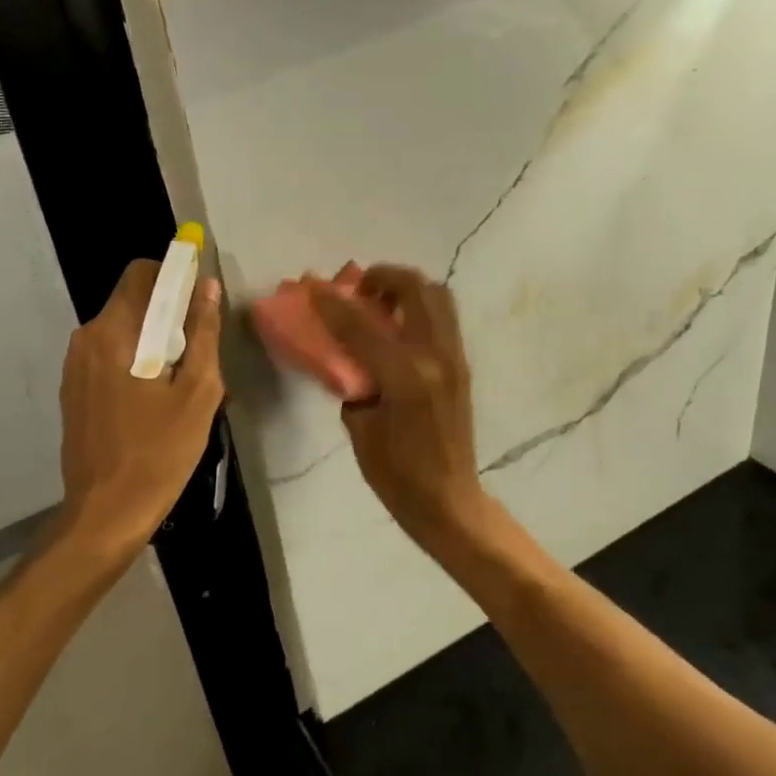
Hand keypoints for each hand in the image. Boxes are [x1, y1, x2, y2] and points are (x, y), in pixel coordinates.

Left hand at [57, 258, 223, 561]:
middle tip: (196, 355)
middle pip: (132, 301)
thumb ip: (204, 333)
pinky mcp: (73, 389)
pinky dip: (133, 361)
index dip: (173, 277)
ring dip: (152, 341)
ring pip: (122, 330)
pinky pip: (109, 355)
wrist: (106, 513)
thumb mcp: (198, 392)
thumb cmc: (159, 452)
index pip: (141, 273)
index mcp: (115, 332)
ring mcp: (75, 365)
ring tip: (178, 384)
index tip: (198, 305)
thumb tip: (207, 287)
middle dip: (167, 315)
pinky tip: (151, 401)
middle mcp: (87, 338)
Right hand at [308, 266, 493, 554]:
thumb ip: (354, 381)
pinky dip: (419, 307)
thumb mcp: (360, 428)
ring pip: (437, 295)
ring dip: (406, 288)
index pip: (362, 325)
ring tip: (380, 302)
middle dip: (383, 277)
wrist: (448, 499)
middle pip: (414, 288)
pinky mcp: (462, 363)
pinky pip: (443, 317)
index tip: (313, 287)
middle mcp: (436, 356)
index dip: (332, 303)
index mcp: (406, 376)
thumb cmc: (397, 473)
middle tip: (359, 289)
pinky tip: (398, 327)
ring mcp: (454, 356)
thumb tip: (348, 355)